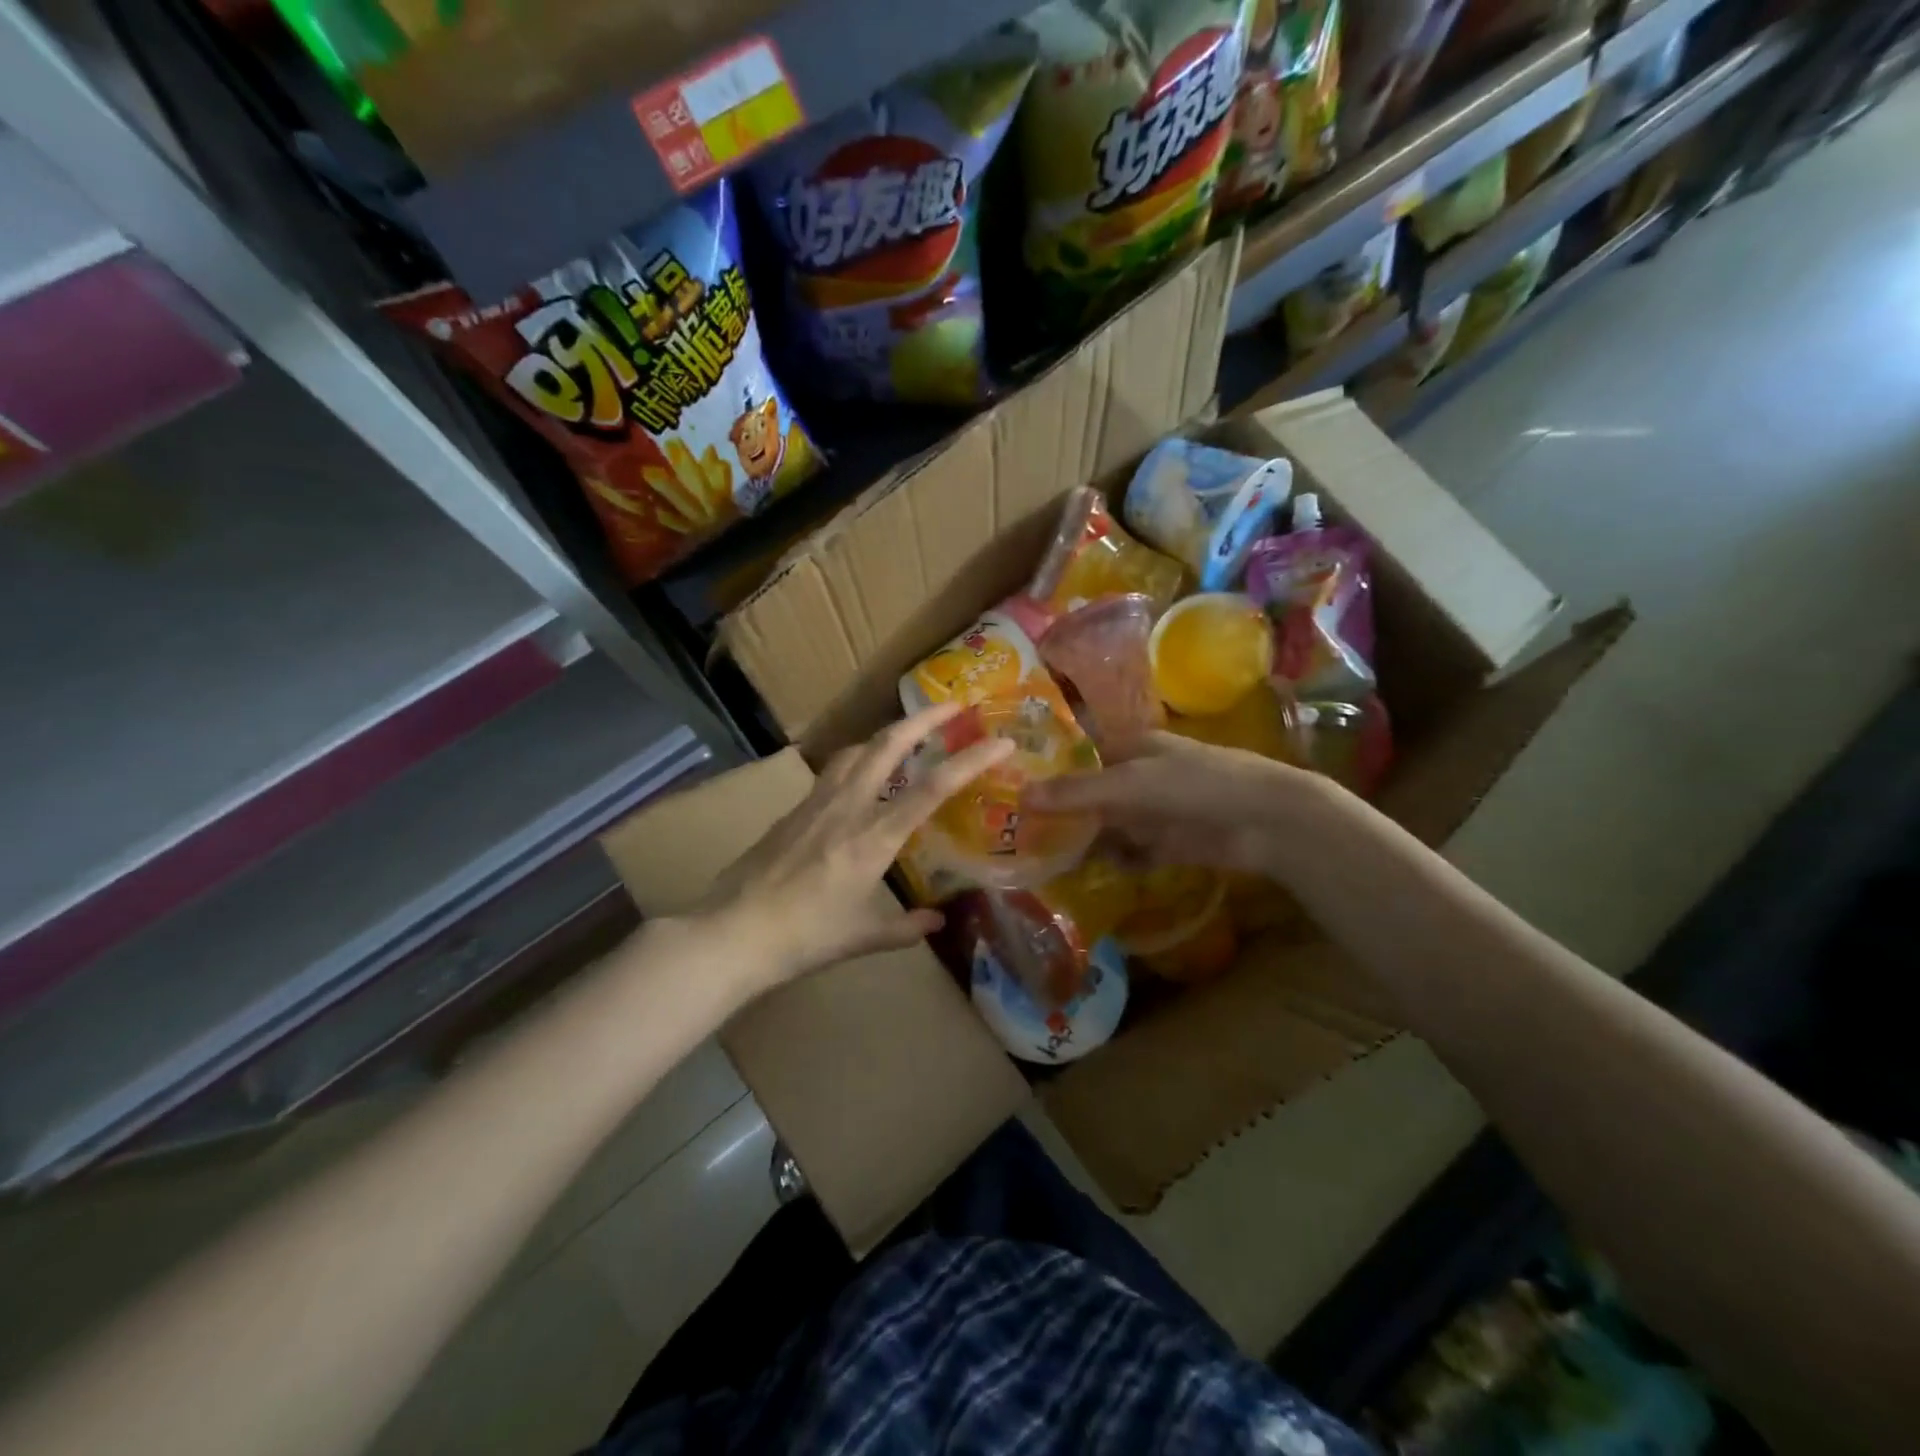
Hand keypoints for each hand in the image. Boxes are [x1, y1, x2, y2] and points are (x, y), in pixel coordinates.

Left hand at [704, 704, 1013, 992]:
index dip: (970, 760)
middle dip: (924, 718)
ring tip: (908, 735)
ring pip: (857, 750)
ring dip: (888, 734)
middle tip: (953, 705)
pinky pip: (834, 771)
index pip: (932, 788)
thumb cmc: (804, 938)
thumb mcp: (862, 937)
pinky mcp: (794, 809)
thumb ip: (906, 928)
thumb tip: (937, 920)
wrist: (732, 931)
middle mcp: (847, 807)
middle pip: (888, 744)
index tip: (1000, 740)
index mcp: (873, 838)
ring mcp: (816, 803)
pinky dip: (859, 760)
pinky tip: (862, 776)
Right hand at [1023, 731, 1329, 875]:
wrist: (1265, 821)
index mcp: (1128, 748)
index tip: (1009, 788)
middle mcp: (1136, 778)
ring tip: (1038, 860)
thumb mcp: (1129, 784)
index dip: (1046, 770)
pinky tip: (1083, 874)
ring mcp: (1152, 813)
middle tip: (1014, 833)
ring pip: (1105, 827)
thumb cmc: (1195, 785)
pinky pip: (1129, 853)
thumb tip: (1019, 796)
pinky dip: (1111, 861)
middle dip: (1058, 813)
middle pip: (1088, 795)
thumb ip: (1076, 793)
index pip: (1077, 756)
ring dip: (1081, 841)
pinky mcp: (1166, 845)